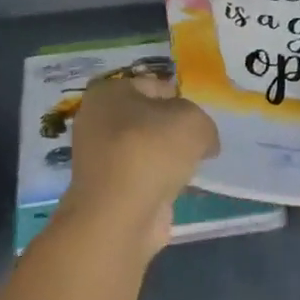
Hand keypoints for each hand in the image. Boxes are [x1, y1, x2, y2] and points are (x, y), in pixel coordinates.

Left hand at [61, 74, 218, 253]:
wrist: (121, 214)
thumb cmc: (152, 151)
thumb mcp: (193, 121)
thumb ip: (203, 124)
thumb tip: (203, 142)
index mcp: (108, 92)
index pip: (154, 85)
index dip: (181, 99)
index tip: (200, 120)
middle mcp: (96, 121)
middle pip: (148, 118)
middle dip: (174, 130)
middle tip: (198, 143)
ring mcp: (98, 157)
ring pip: (145, 148)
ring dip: (167, 158)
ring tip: (189, 168)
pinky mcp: (107, 188)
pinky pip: (142, 176)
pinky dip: (158, 181)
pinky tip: (175, 188)